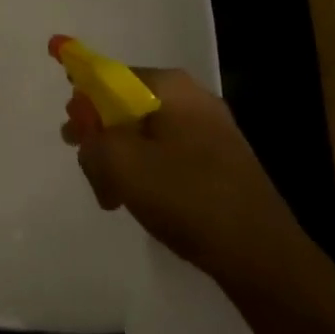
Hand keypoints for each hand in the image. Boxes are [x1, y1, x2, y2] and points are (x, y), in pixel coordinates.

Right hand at [62, 68, 311, 285]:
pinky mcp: (221, 160)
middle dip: (101, 138)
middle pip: (125, 106)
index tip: (71, 135)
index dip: (82, 100)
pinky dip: (148, 172)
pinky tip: (142, 203)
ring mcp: (211, 129)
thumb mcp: (121, 164)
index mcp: (170, 86)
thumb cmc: (187, 198)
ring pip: (145, 134)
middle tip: (91, 172)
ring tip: (114, 198)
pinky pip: (168, 154)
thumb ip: (90, 134)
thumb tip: (81, 114)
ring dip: (121, 161)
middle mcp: (192, 97)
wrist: (263, 257)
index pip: (108, 76)